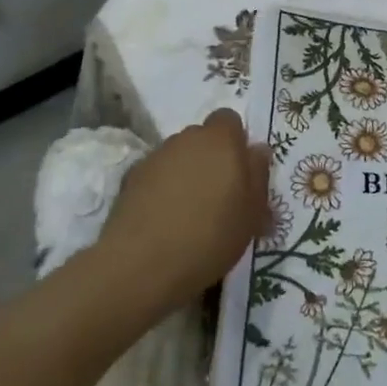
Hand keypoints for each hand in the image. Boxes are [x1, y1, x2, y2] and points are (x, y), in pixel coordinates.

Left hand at [101, 109, 269, 309]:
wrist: (141, 266)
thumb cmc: (211, 235)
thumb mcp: (252, 212)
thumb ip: (258, 174)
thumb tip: (257, 150)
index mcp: (220, 139)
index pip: (229, 119)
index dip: (234, 141)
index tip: (238, 172)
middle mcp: (186, 139)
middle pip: (201, 138)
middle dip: (209, 158)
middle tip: (217, 195)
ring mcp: (154, 158)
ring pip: (177, 157)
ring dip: (184, 173)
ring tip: (187, 211)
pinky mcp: (128, 181)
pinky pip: (154, 177)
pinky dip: (160, 190)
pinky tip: (162, 221)